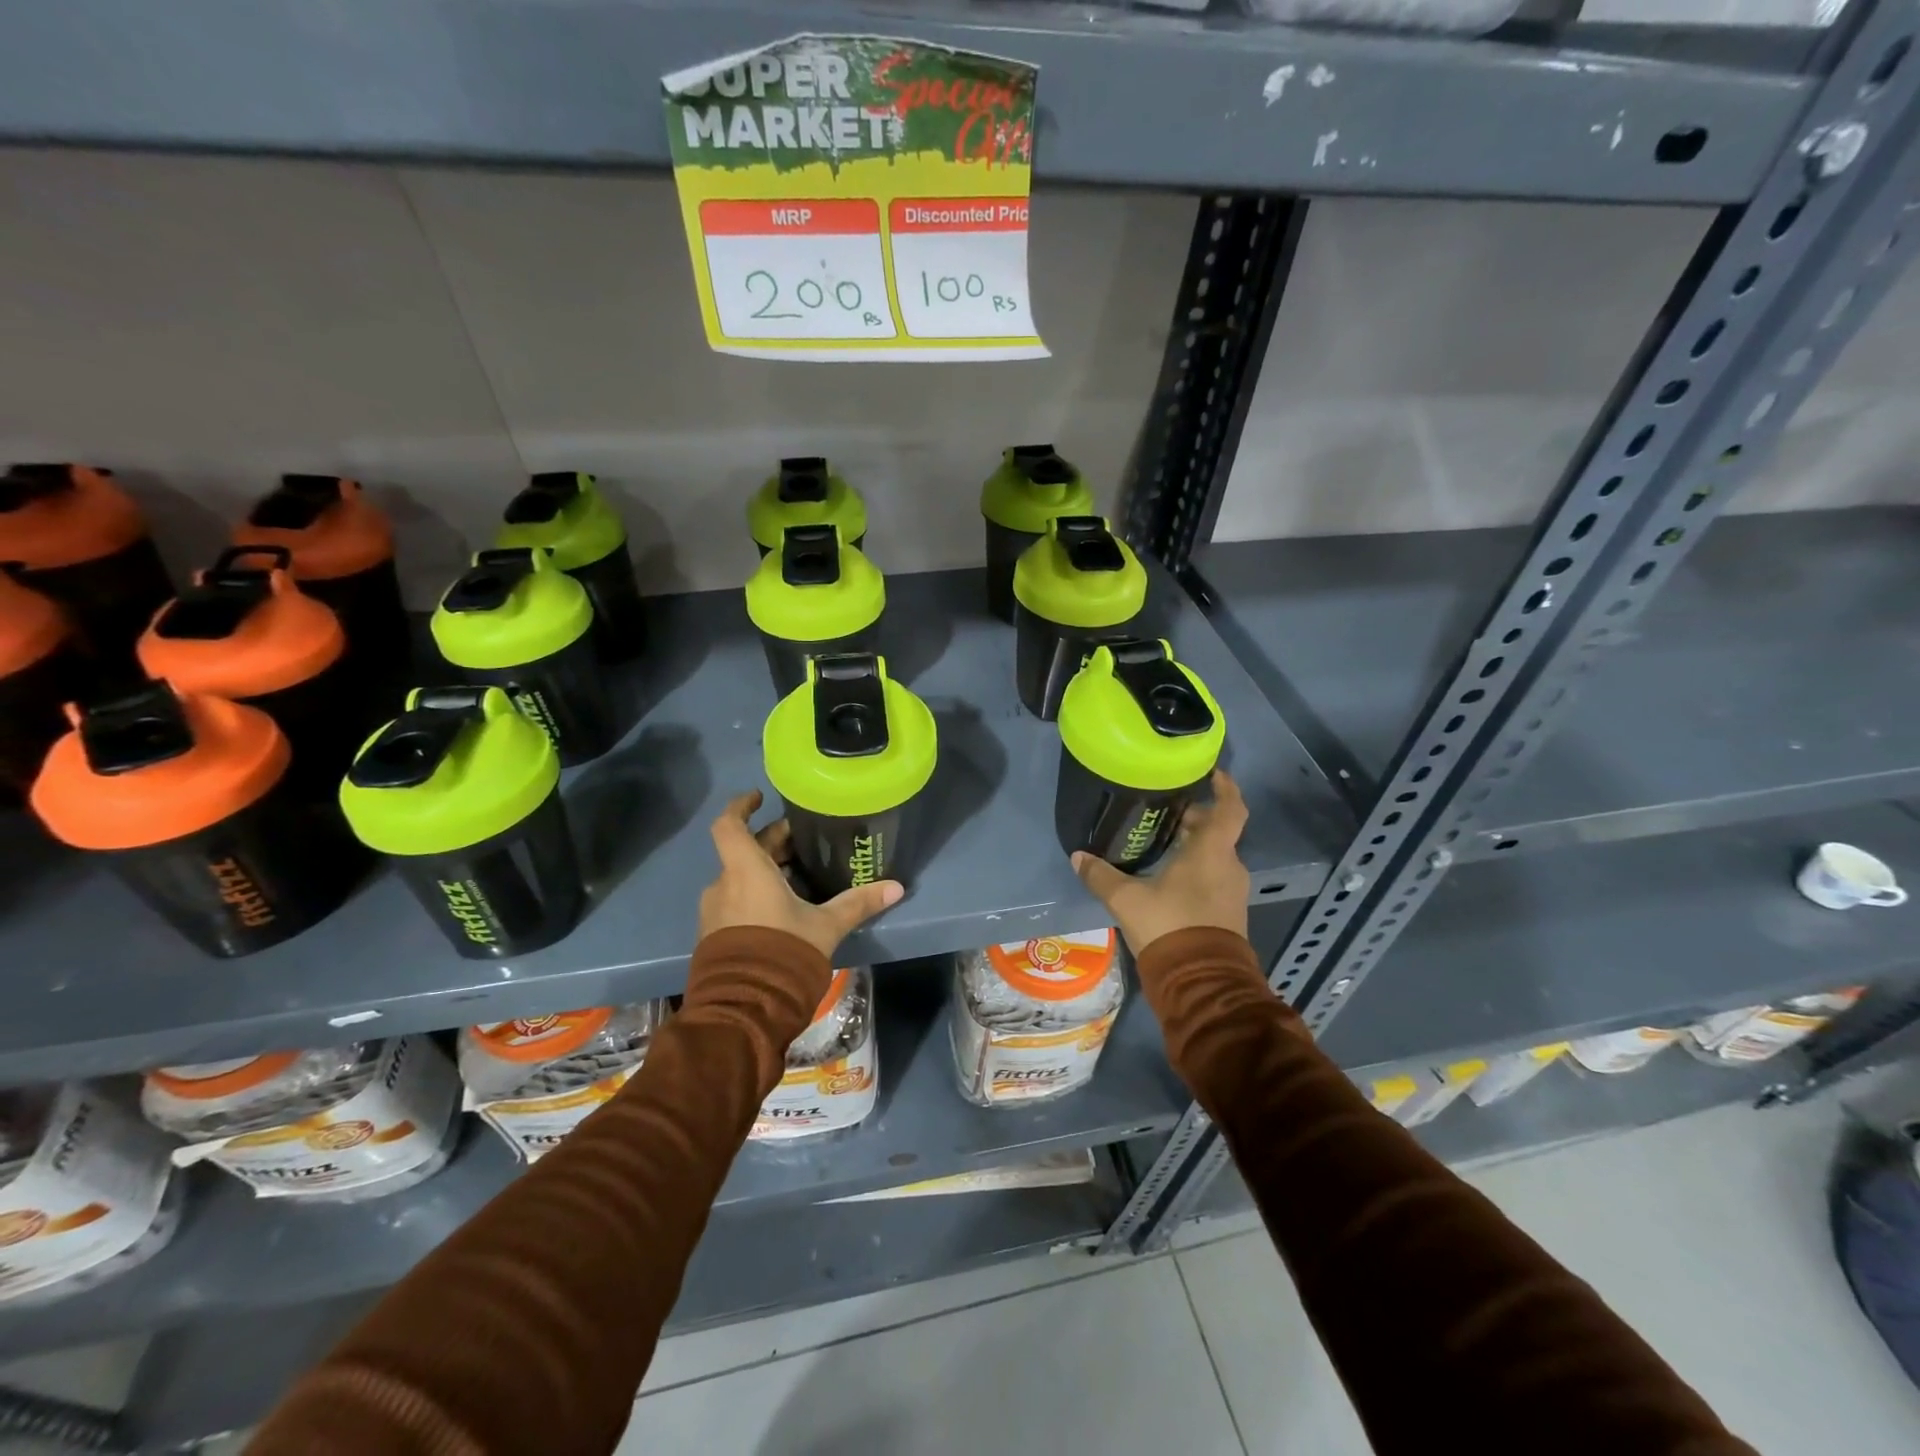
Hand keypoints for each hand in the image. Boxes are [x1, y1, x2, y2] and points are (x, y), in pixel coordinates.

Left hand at [698, 790, 903, 961]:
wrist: (744, 1011)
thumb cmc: (784, 953)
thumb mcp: (827, 926)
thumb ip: (858, 903)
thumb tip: (897, 887)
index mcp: (746, 871)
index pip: (729, 825)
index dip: (741, 806)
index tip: (760, 798)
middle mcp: (724, 885)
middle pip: (743, 852)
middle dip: (772, 843)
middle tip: (803, 842)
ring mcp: (715, 912)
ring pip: (739, 878)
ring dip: (764, 872)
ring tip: (799, 877)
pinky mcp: (714, 937)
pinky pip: (735, 902)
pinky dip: (755, 896)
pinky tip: (784, 910)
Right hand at [1072, 770, 1249, 953]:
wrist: (1201, 982)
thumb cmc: (1169, 926)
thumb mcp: (1127, 899)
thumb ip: (1101, 876)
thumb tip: (1078, 856)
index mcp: (1212, 852)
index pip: (1230, 808)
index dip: (1225, 787)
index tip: (1212, 773)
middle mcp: (1228, 866)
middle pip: (1218, 831)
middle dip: (1195, 818)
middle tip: (1166, 811)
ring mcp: (1232, 891)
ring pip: (1215, 856)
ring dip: (1195, 845)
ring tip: (1163, 841)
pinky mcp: (1229, 913)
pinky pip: (1214, 878)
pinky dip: (1197, 868)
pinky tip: (1169, 876)